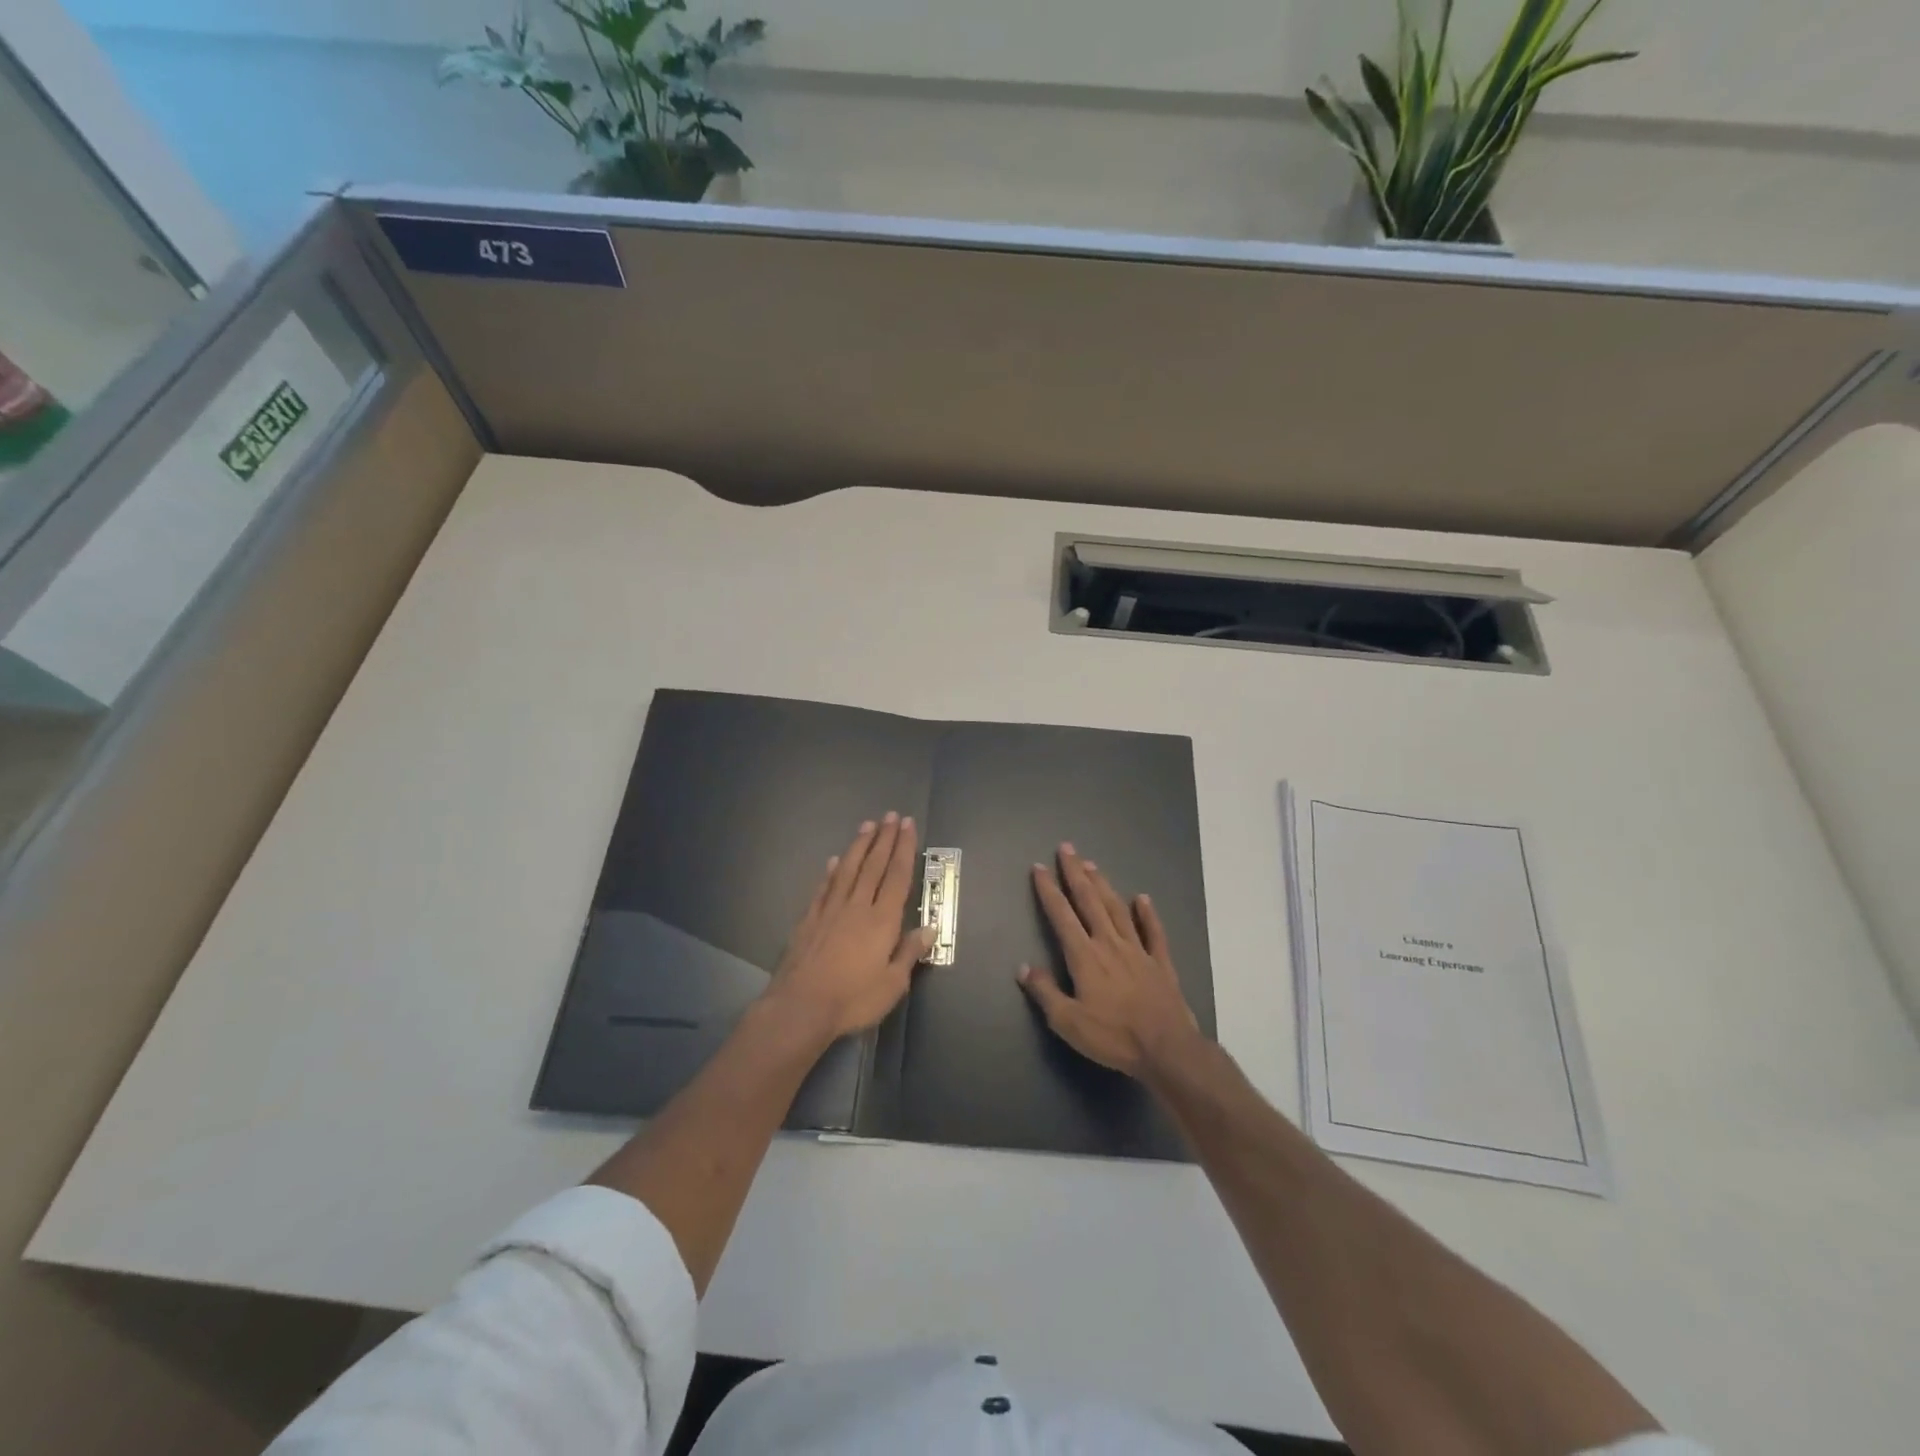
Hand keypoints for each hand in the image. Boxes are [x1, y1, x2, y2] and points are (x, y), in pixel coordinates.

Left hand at [763, 812, 933, 1041]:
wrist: (800, 1007)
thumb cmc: (853, 999)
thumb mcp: (892, 984)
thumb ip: (909, 953)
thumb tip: (929, 928)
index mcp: (882, 920)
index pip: (897, 876)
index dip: (904, 849)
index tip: (907, 825)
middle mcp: (857, 906)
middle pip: (873, 865)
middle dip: (884, 839)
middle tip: (890, 815)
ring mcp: (830, 910)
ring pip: (848, 869)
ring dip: (859, 846)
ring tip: (867, 825)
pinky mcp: (809, 920)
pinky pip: (823, 888)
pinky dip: (831, 872)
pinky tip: (834, 861)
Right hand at [1019, 844, 1202, 1078]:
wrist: (1166, 1048)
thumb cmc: (1113, 1036)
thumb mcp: (1068, 1022)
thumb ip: (1045, 992)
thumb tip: (1023, 967)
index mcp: (1085, 956)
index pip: (1061, 916)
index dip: (1048, 891)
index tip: (1038, 868)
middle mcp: (1110, 944)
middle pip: (1090, 901)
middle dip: (1076, 873)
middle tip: (1067, 848)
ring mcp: (1138, 950)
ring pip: (1117, 909)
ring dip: (1103, 885)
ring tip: (1092, 865)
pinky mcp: (1161, 963)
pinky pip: (1153, 932)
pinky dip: (1147, 914)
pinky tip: (1142, 898)